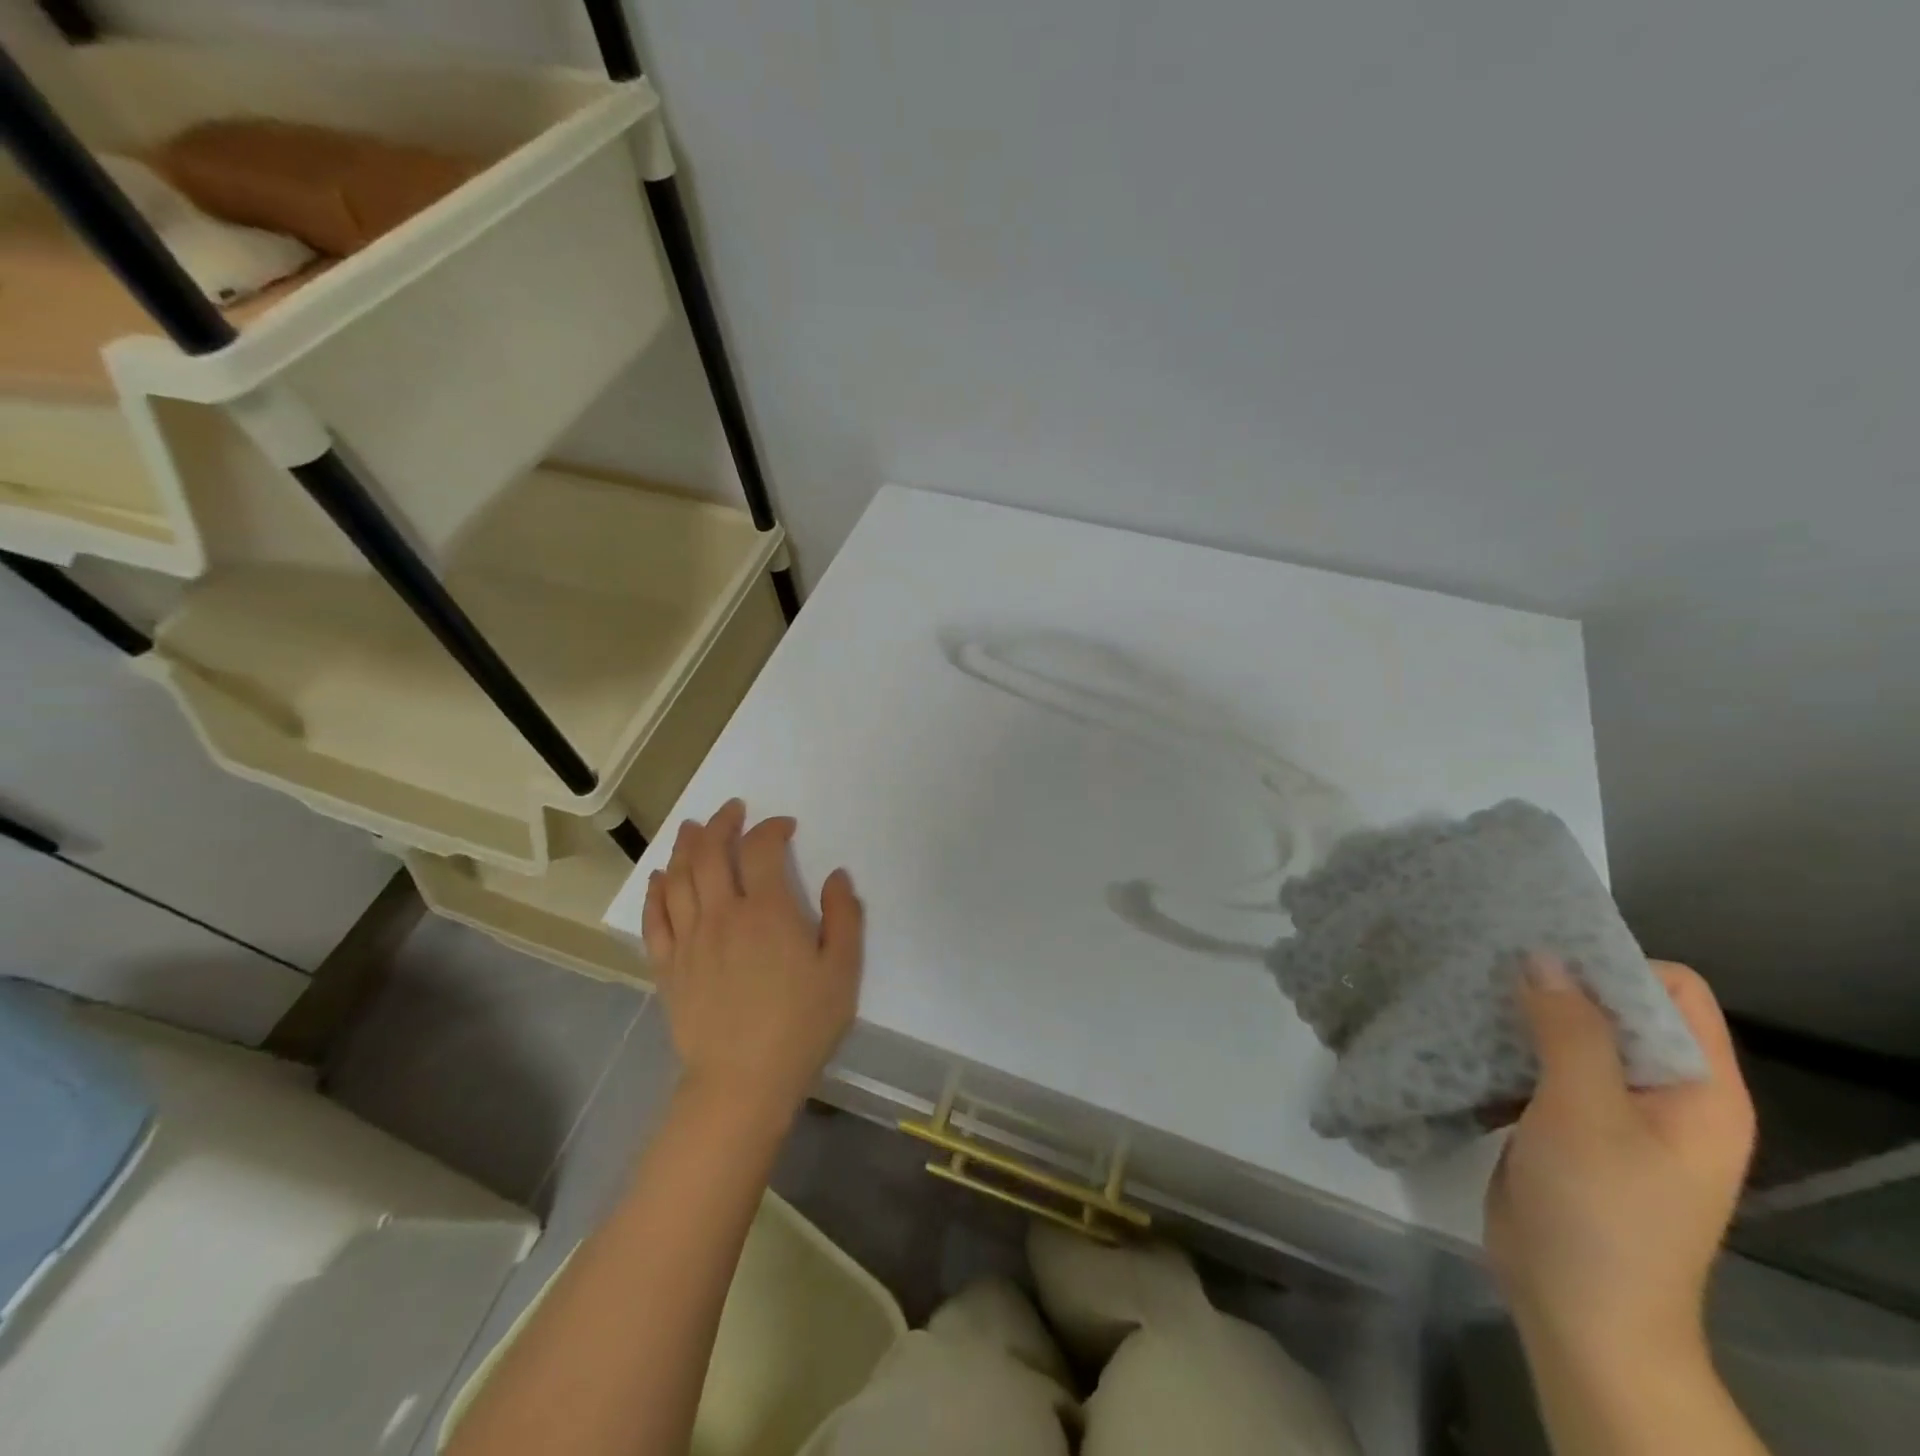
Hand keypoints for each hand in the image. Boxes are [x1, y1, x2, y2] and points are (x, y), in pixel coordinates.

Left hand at [641, 800, 863, 1122]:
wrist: (743, 1082)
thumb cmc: (801, 1025)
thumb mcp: (842, 971)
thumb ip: (844, 917)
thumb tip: (836, 876)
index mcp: (767, 911)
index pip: (762, 849)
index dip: (771, 828)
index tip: (784, 827)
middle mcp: (722, 914)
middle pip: (711, 853)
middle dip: (721, 823)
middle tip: (731, 810)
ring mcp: (689, 939)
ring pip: (679, 877)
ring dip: (685, 846)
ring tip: (692, 827)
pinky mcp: (667, 965)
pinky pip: (654, 917)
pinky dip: (656, 890)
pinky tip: (660, 877)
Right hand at [1486, 955, 1755, 1377]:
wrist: (1577, 1311)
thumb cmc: (1601, 1212)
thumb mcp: (1586, 1114)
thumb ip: (1569, 1030)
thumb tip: (1540, 955)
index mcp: (1698, 1089)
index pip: (1672, 991)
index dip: (1614, 963)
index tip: (1541, 947)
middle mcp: (1662, 1092)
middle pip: (1616, 1008)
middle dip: (1556, 980)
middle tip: (1487, 956)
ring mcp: (1611, 1110)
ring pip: (1570, 1033)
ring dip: (1522, 1012)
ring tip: (1463, 986)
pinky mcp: (1564, 1124)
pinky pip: (1539, 1066)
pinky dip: (1505, 1045)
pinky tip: (1458, 1032)